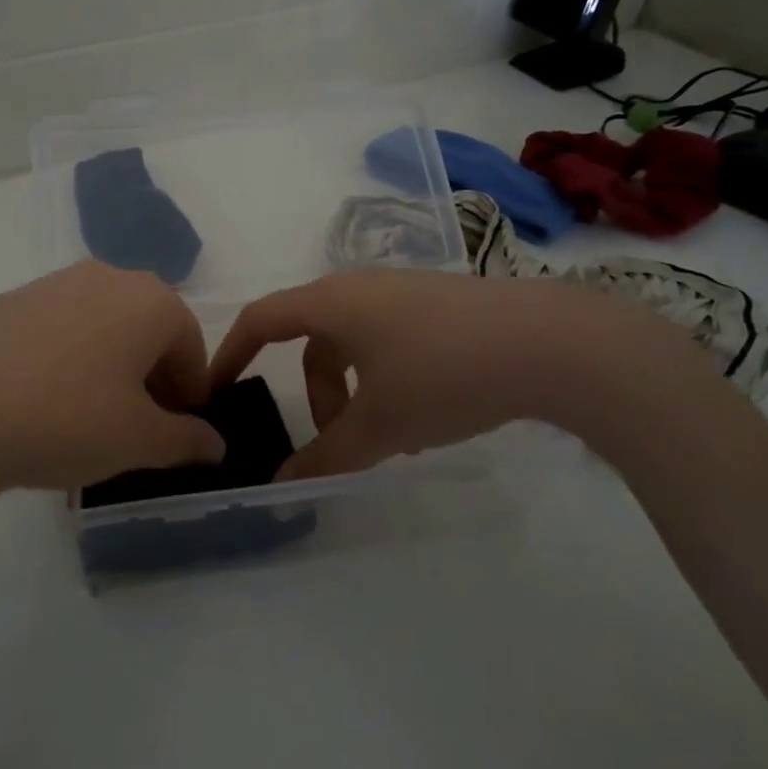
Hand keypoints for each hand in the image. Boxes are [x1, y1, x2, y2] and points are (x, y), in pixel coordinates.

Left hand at [0, 261, 224, 507]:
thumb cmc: (65, 418)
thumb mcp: (137, 441)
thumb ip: (185, 440)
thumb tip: (214, 444)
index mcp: (151, 301)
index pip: (191, 348)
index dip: (190, 396)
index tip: (175, 436)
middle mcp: (107, 278)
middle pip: (147, 332)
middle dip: (150, 380)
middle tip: (133, 431)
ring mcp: (52, 284)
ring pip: (101, 329)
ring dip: (106, 371)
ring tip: (83, 422)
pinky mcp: (6, 300)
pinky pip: (56, 332)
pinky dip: (63, 364)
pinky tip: (36, 407)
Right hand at [210, 270, 702, 478]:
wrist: (551, 343)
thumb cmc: (444, 374)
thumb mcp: (380, 425)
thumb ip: (326, 457)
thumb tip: (282, 482)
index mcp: (332, 303)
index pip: (260, 319)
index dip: (230, 353)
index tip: (216, 390)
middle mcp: (360, 287)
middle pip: (311, 339)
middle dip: (312, 393)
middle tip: (332, 441)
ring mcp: (403, 291)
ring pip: (353, 343)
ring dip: (352, 390)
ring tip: (388, 438)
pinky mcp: (439, 303)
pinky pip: (388, 340)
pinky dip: (384, 378)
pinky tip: (423, 414)